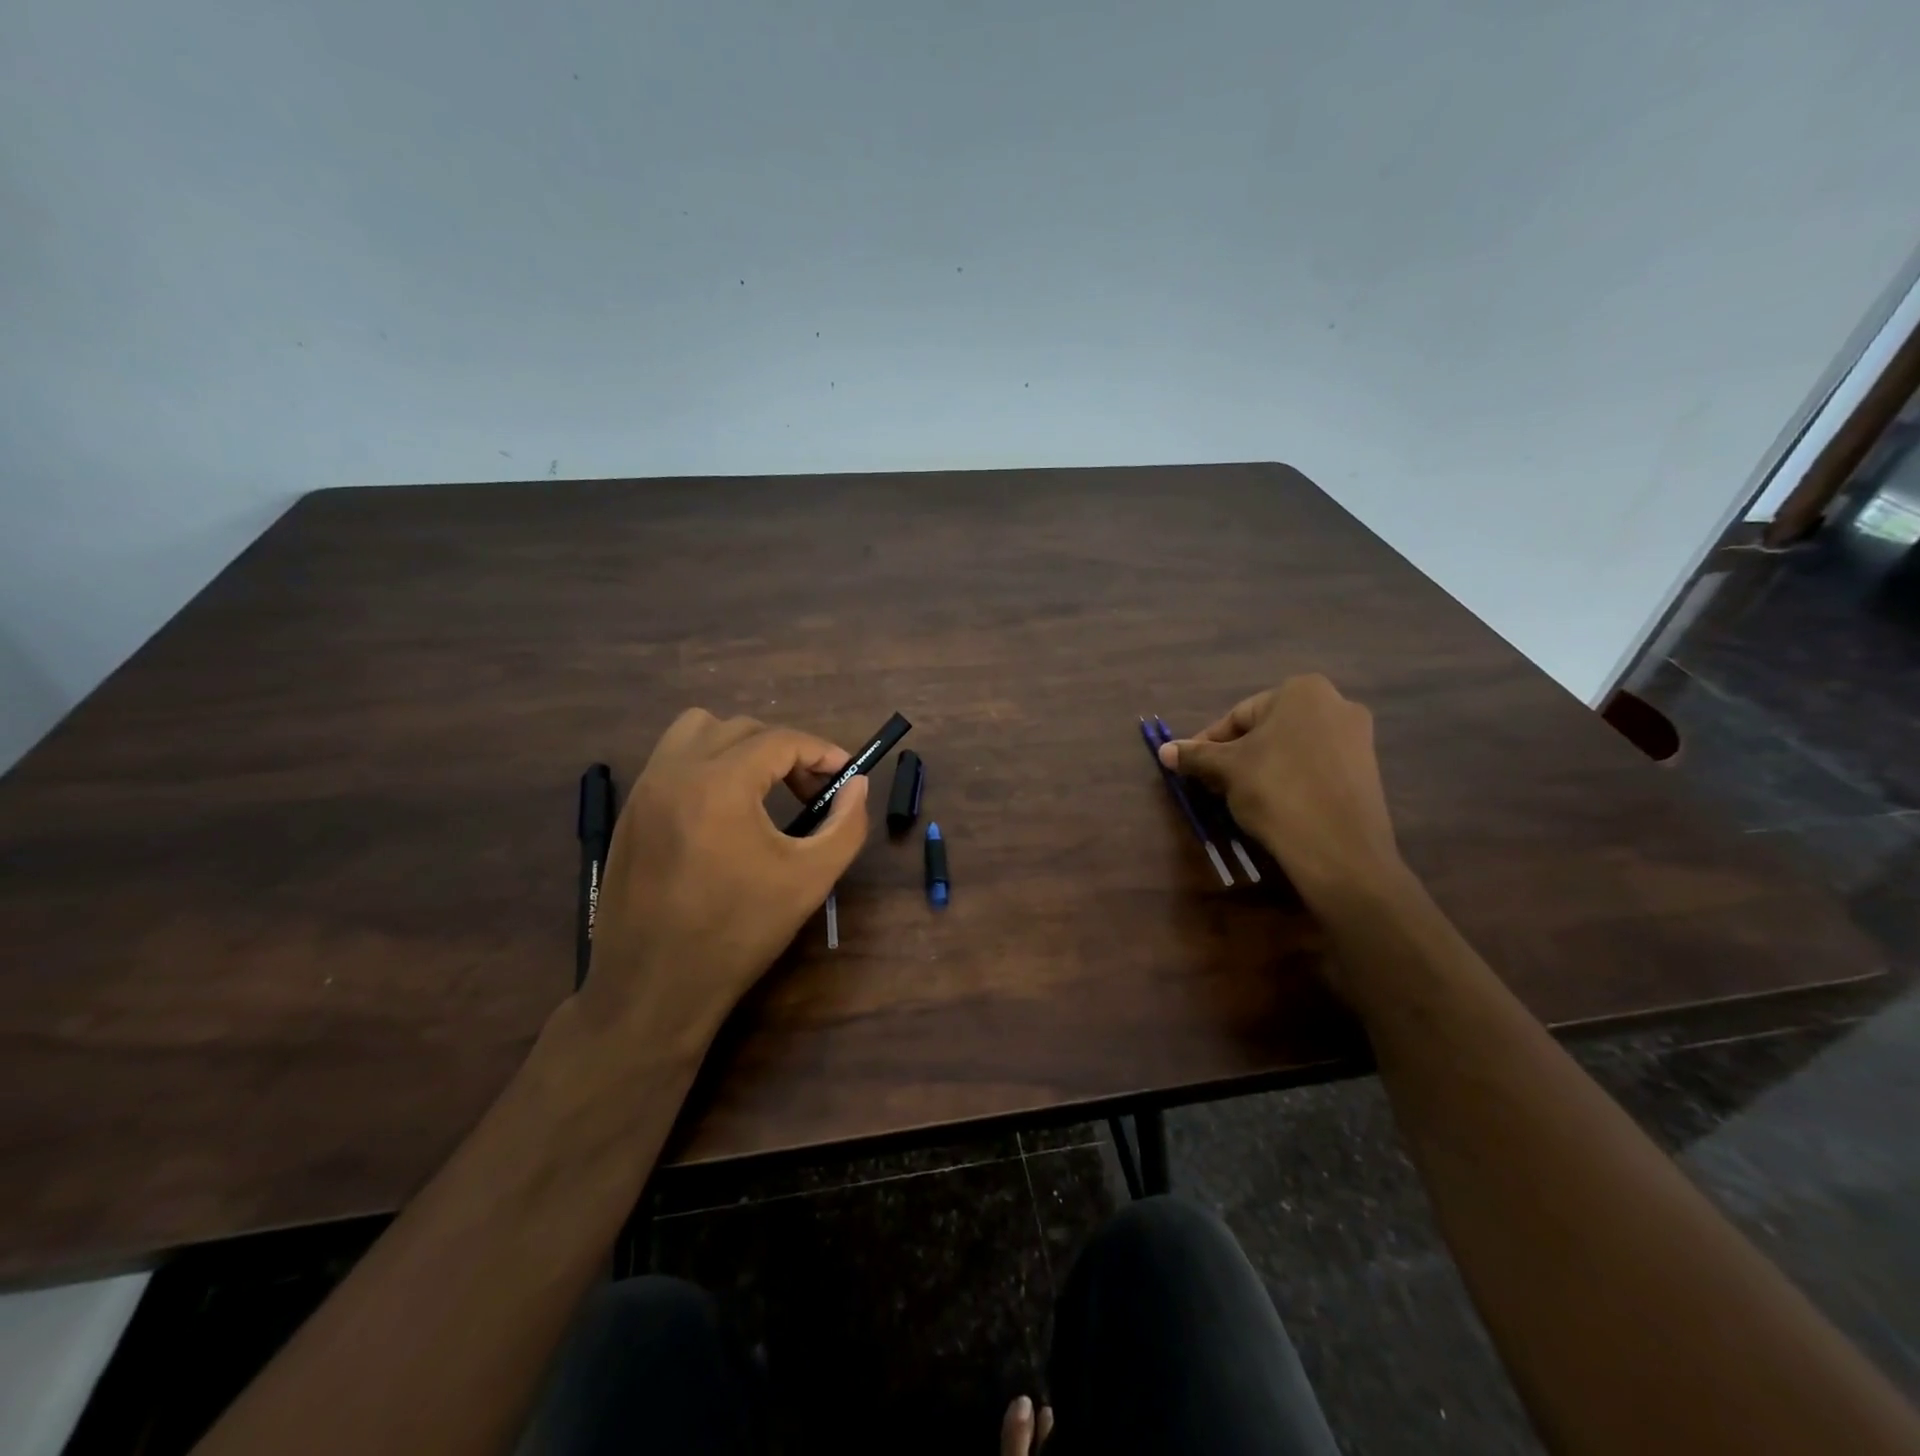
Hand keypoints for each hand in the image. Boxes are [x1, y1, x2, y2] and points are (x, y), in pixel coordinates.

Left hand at [579, 710, 869, 1052]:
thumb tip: (858, 785)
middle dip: (786, 751)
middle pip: (742, 729)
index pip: (780, 740)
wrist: (653, 988)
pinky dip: (707, 763)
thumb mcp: (809, 879)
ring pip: (698, 731)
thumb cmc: (738, 933)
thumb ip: (846, 825)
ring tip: (764, 788)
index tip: (845, 775)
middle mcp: (675, 772)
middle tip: (811, 792)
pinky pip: (672, 759)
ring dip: (740, 745)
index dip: (821, 752)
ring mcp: (645, 789)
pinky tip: (725, 809)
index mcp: (719, 784)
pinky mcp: (630, 811)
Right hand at [1159, 675, 1404, 906]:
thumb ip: (1195, 755)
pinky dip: (1290, 779)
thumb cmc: (1276, 790)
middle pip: (1266, 730)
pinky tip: (1274, 805)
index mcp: (1302, 690)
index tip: (1192, 768)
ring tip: (1240, 797)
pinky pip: (1315, 767)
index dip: (1209, 744)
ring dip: (1260, 768)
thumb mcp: (1226, 769)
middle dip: (1236, 756)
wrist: (1338, 847)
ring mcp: (1357, 737)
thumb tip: (1165, 751)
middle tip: (1214, 784)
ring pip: (1290, 749)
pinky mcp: (1366, 770)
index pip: (1238, 716)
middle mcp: (1336, 703)